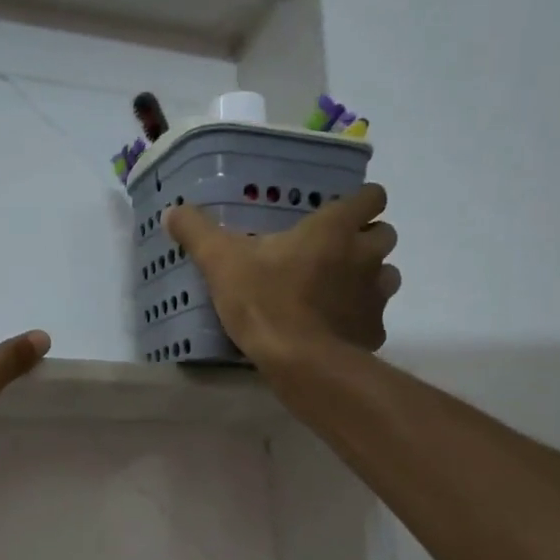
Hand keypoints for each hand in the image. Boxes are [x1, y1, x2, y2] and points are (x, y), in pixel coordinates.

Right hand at [165, 184, 398, 364]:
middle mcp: (365, 255)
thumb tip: (172, 211)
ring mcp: (375, 294)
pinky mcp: (374, 330)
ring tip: (335, 290)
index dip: (360, 202)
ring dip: (368, 277)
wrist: (300, 362)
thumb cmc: (265, 301)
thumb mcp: (221, 263)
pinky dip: (360, 318)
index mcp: (334, 229)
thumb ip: (197, 233)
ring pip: (387, 274)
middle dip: (365, 240)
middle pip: (385, 233)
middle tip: (331, 253)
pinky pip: (374, 316)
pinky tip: (334, 328)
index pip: (372, 197)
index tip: (337, 214)